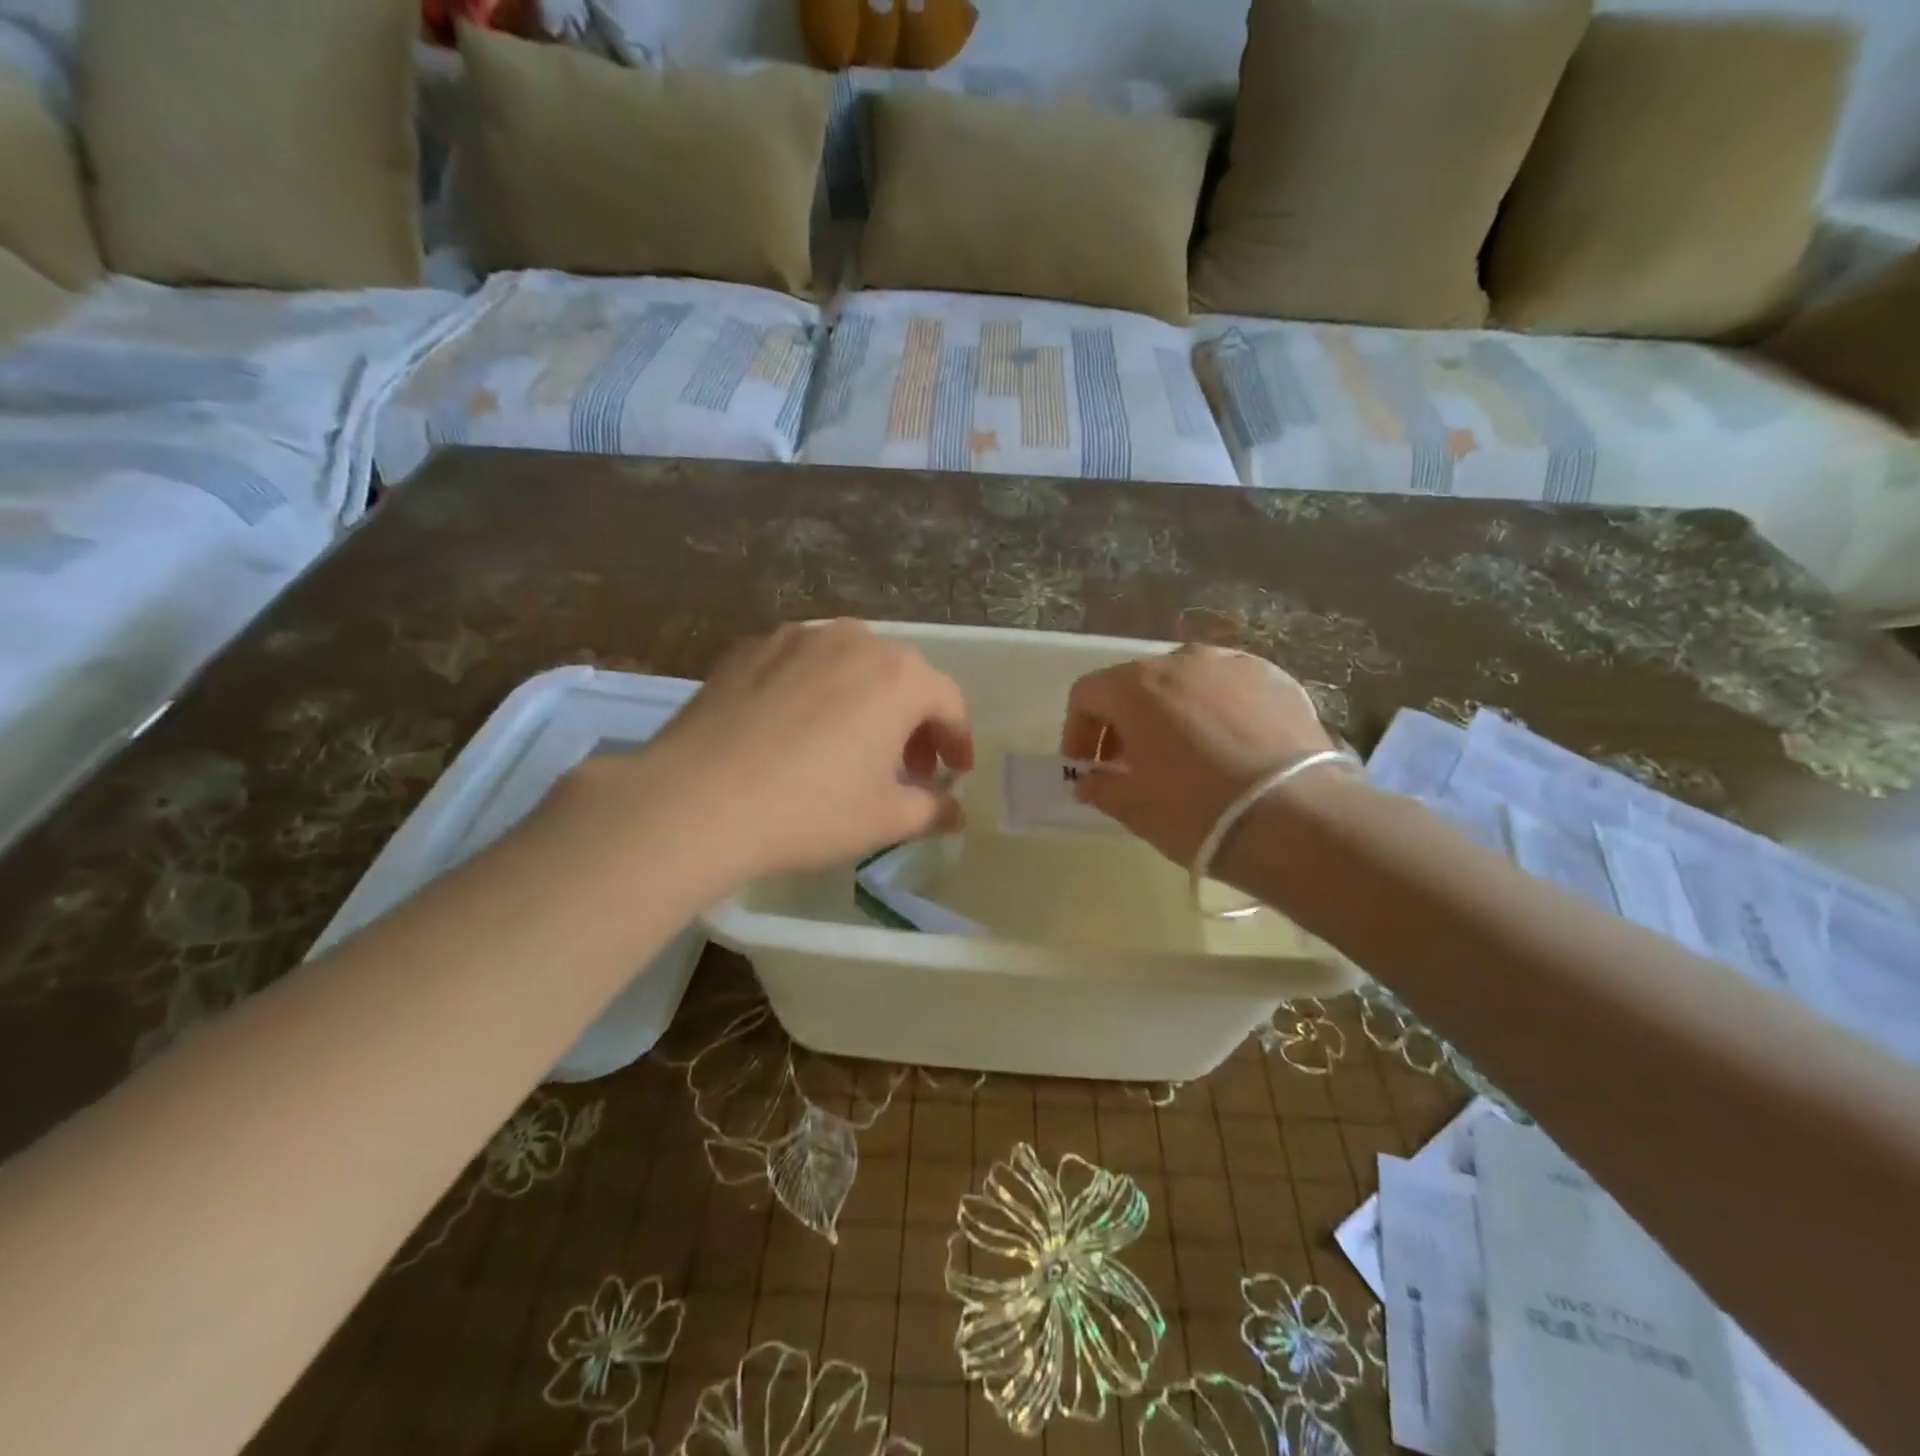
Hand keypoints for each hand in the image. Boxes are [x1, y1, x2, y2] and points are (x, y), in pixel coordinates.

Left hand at [608, 621, 973, 883]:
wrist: (697, 800)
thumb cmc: (811, 810)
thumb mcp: (885, 819)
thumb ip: (931, 810)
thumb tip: (953, 811)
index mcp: (899, 675)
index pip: (949, 702)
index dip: (958, 740)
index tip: (954, 774)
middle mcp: (854, 640)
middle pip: (901, 677)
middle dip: (913, 721)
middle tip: (907, 766)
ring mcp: (796, 637)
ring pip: (850, 664)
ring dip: (865, 701)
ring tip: (851, 745)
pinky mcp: (748, 647)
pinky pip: (801, 665)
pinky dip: (816, 691)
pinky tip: (796, 730)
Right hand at [1060, 644, 1341, 866]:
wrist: (1299, 819)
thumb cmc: (1197, 811)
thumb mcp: (1134, 807)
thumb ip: (1100, 787)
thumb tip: (1088, 781)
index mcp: (1137, 686)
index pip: (1087, 694)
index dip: (1078, 731)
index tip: (1087, 768)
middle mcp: (1183, 661)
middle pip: (1136, 684)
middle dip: (1125, 722)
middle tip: (1131, 765)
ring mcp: (1234, 665)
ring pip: (1186, 683)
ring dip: (1172, 713)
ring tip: (1185, 755)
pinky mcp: (1277, 679)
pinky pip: (1229, 689)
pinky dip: (1217, 712)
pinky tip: (1231, 749)